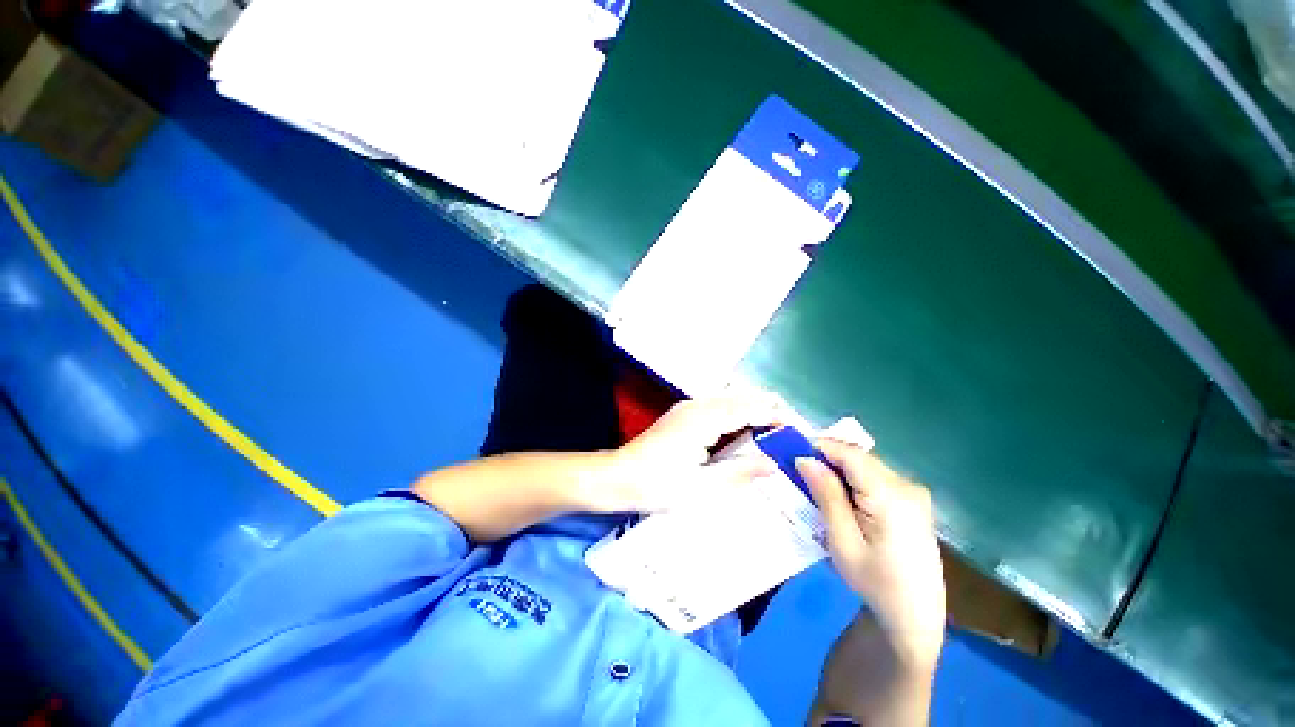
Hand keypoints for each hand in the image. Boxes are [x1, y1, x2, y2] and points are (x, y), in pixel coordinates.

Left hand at [598, 389, 789, 512]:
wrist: (617, 477)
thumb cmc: (657, 485)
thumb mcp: (702, 487)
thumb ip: (740, 472)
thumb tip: (774, 463)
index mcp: (705, 419)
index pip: (750, 408)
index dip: (776, 416)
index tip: (799, 429)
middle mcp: (698, 405)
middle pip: (742, 397)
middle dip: (769, 408)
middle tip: (791, 430)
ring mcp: (688, 408)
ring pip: (730, 399)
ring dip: (753, 409)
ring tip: (774, 429)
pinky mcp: (683, 414)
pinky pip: (718, 406)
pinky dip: (737, 413)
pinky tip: (744, 430)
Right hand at [797, 441, 945, 669]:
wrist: (916, 616)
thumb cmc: (875, 583)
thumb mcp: (843, 541)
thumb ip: (827, 496)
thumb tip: (805, 459)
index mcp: (892, 497)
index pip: (851, 455)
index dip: (820, 447)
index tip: (793, 452)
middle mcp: (908, 486)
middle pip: (859, 458)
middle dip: (828, 458)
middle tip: (800, 471)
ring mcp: (914, 493)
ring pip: (867, 465)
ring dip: (840, 469)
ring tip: (817, 485)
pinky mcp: (914, 500)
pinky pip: (877, 477)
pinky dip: (854, 480)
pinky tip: (842, 498)